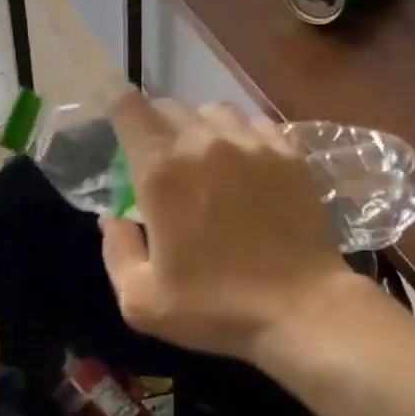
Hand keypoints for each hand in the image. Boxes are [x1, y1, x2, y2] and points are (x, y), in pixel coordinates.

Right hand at [100, 92, 355, 360]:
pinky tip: (246, 166)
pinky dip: (242, 136)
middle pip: (170, 106)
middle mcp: (205, 142)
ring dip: (200, 127)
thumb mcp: (141, 300)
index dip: (119, 112)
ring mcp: (252, 144)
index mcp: (161, 171)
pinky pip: (256, 125)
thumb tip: (113, 218)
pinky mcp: (289, 154)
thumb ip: (117, 251)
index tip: (121, 135)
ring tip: (205, 159)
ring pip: (215, 110)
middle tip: (159, 160)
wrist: (301, 309)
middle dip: (155, 125)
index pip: (129, 108)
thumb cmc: (215, 308)